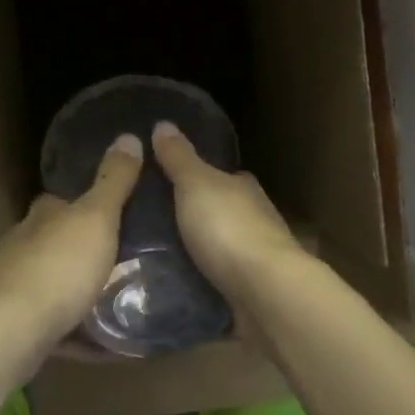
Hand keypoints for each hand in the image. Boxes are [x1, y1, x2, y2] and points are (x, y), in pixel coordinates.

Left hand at [0, 133, 143, 343]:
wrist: (13, 331)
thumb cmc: (59, 267)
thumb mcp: (97, 218)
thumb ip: (113, 181)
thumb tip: (128, 135)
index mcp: (40, 217)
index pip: (58, 201)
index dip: (81, 204)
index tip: (110, 213)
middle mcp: (20, 247)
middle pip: (52, 242)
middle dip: (79, 250)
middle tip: (121, 260)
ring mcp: (12, 288)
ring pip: (49, 284)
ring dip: (76, 291)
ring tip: (114, 300)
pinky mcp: (14, 327)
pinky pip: (52, 325)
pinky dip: (76, 332)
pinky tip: (101, 343)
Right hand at [152, 121, 302, 298]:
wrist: (264, 291)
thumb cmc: (229, 229)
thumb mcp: (196, 184)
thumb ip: (179, 158)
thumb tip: (163, 123)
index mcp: (244, 189)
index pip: (221, 177)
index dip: (196, 178)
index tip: (165, 184)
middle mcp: (255, 220)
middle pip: (219, 213)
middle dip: (193, 218)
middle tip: (150, 225)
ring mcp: (255, 258)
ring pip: (220, 249)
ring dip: (196, 253)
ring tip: (152, 259)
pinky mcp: (250, 291)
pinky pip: (218, 281)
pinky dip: (202, 282)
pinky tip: (176, 286)